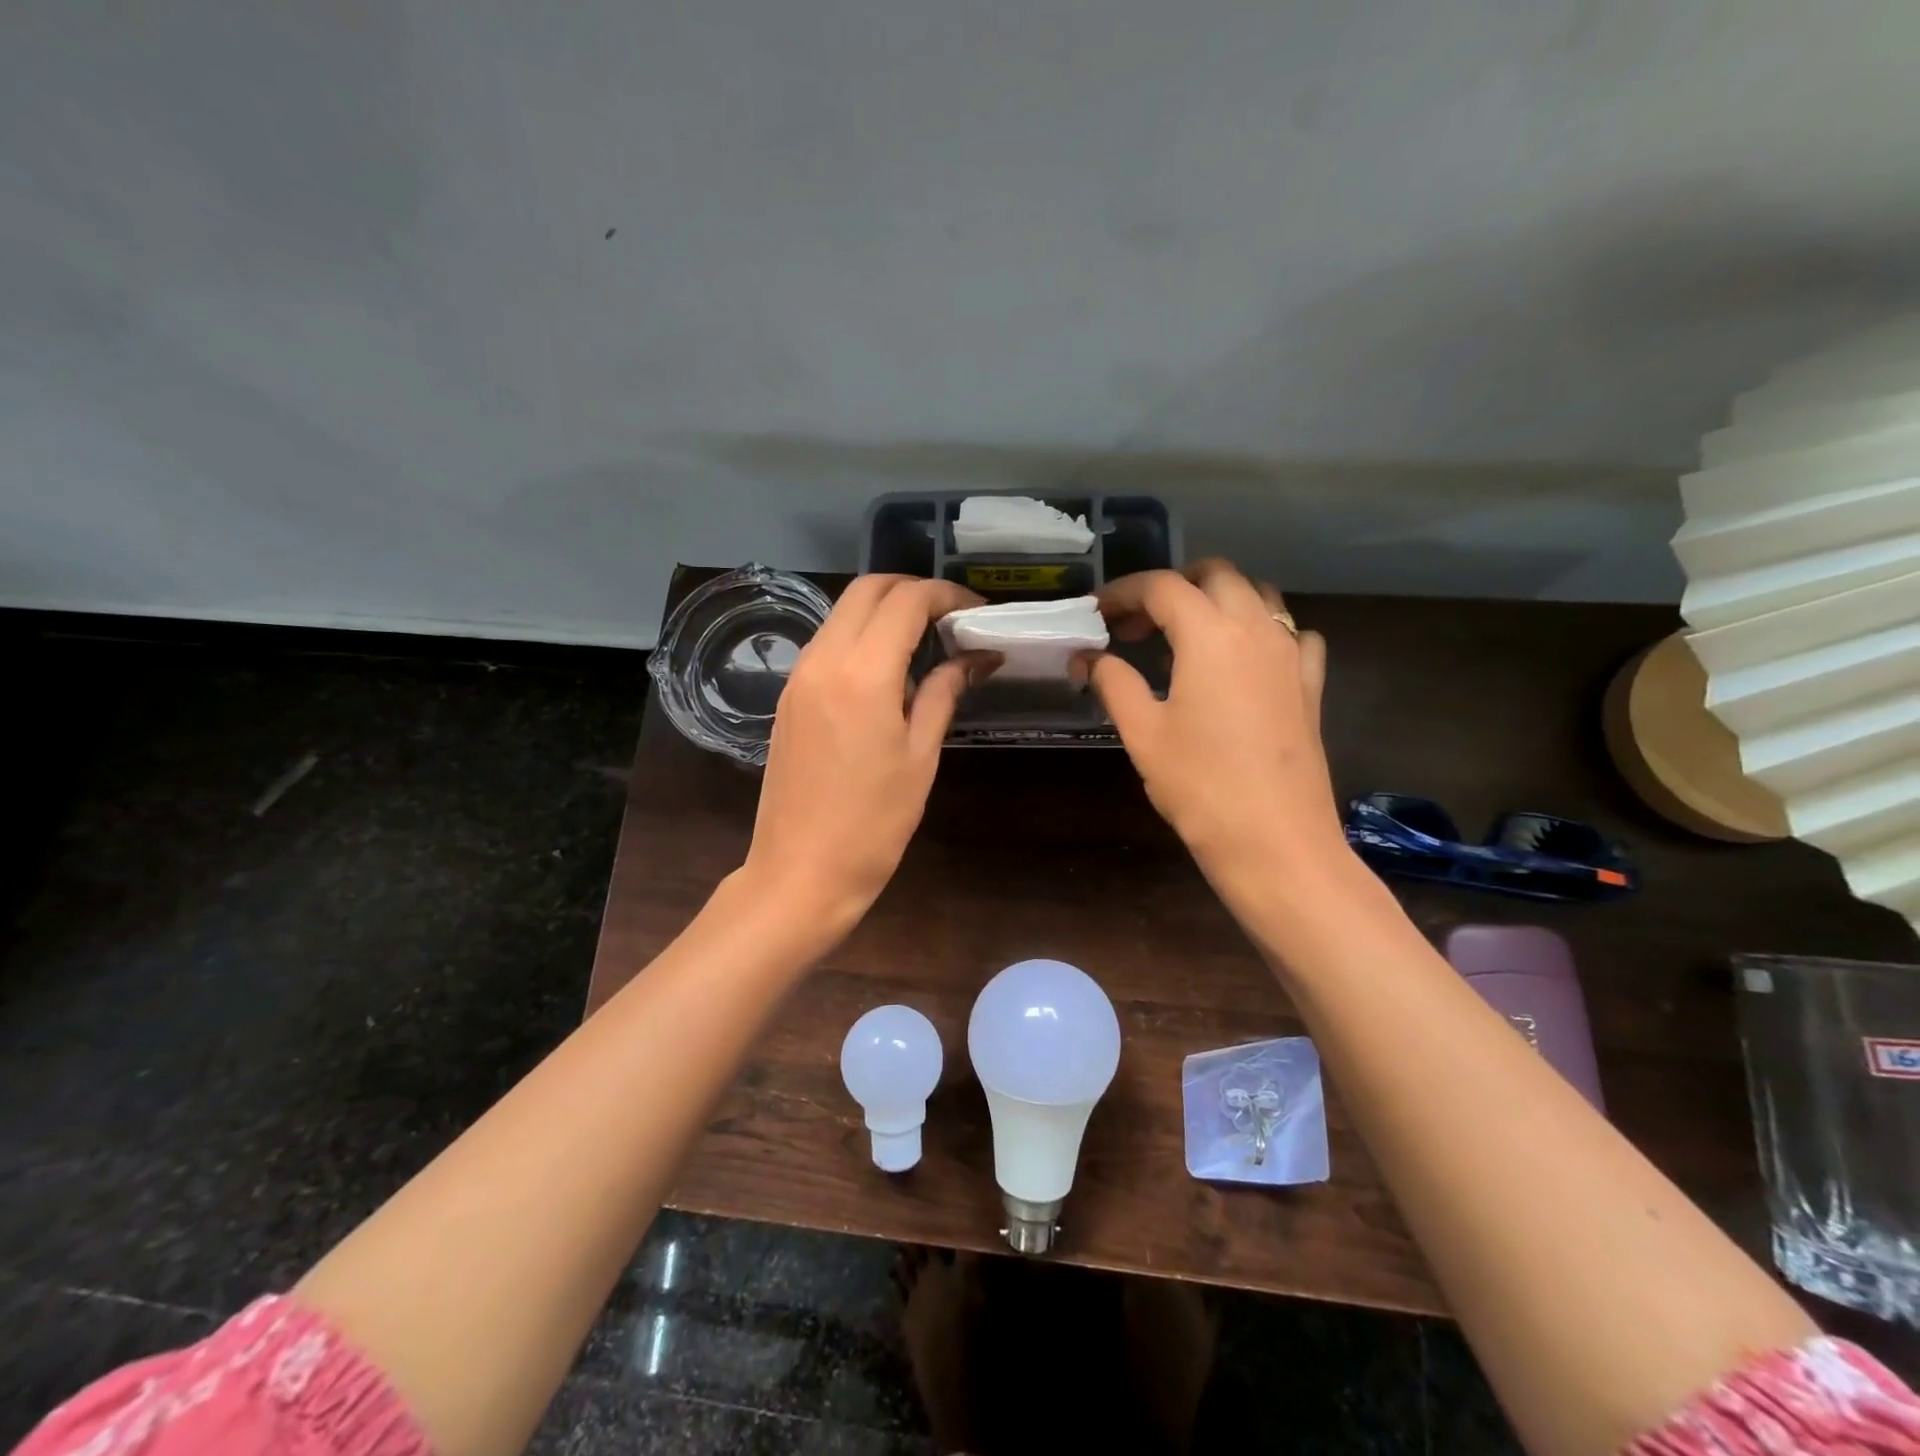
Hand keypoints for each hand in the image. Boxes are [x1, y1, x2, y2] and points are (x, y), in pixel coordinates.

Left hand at [742, 574, 994, 937]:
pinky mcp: (789, 696)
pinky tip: (888, 669)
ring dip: (885, 611)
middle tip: (951, 618)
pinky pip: (827, 643)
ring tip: (926, 641)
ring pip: (842, 613)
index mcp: (861, 674)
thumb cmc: (873, 824)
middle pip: (867, 590)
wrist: (800, 872)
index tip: (976, 614)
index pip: (906, 601)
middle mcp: (822, 660)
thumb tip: (974, 657)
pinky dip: (861, 636)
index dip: (946, 597)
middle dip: (913, 591)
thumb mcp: (920, 757)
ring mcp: (799, 676)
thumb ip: (943, 693)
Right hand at [1080, 559, 1342, 883]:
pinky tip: (1243, 661)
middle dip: (1172, 587)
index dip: (1123, 593)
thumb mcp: (1143, 733)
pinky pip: (1291, 633)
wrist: (1276, 842)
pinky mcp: (1310, 683)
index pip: (1162, 587)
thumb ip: (1113, 683)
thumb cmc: (1200, 786)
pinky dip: (1261, 630)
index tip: (1098, 614)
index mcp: (1210, 635)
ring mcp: (1291, 654)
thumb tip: (1086, 658)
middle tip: (1137, 624)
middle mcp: (1256, 628)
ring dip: (1217, 599)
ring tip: (1184, 636)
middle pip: (1215, 575)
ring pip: (1257, 595)